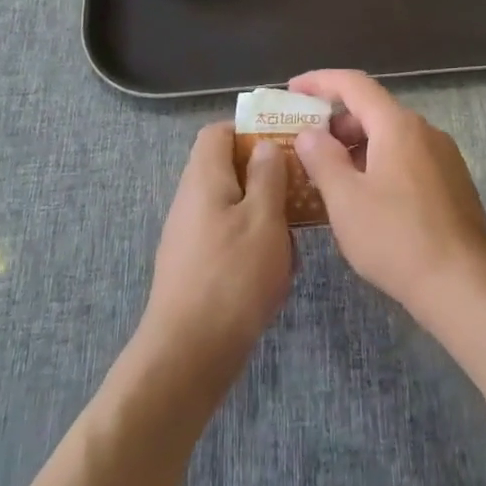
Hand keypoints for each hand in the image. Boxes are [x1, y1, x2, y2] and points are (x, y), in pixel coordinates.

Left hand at [138, 123, 293, 383]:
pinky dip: (251, 240)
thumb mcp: (264, 219)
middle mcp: (190, 200)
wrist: (187, 355)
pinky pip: (226, 236)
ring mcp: (188, 235)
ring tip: (293, 232)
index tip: (285, 143)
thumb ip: (267, 176)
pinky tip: (274, 268)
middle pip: (225, 168)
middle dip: (264, 174)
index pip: (217, 132)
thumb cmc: (232, 277)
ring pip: (230, 205)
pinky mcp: (193, 266)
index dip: (249, 129)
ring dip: (262, 211)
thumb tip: (264, 145)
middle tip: (298, 188)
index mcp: (203, 178)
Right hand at [289, 71, 485, 325]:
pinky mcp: (453, 184)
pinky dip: (380, 164)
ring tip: (331, 176)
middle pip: (374, 111)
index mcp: (398, 125)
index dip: (320, 81)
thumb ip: (322, 159)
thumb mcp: (345, 200)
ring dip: (358, 148)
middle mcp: (425, 131)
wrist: (464, 285)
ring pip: (392, 138)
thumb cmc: (396, 238)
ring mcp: (444, 157)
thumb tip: (310, 133)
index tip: (292, 89)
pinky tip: (366, 198)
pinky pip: (408, 159)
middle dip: (337, 123)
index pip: (354, 84)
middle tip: (306, 145)